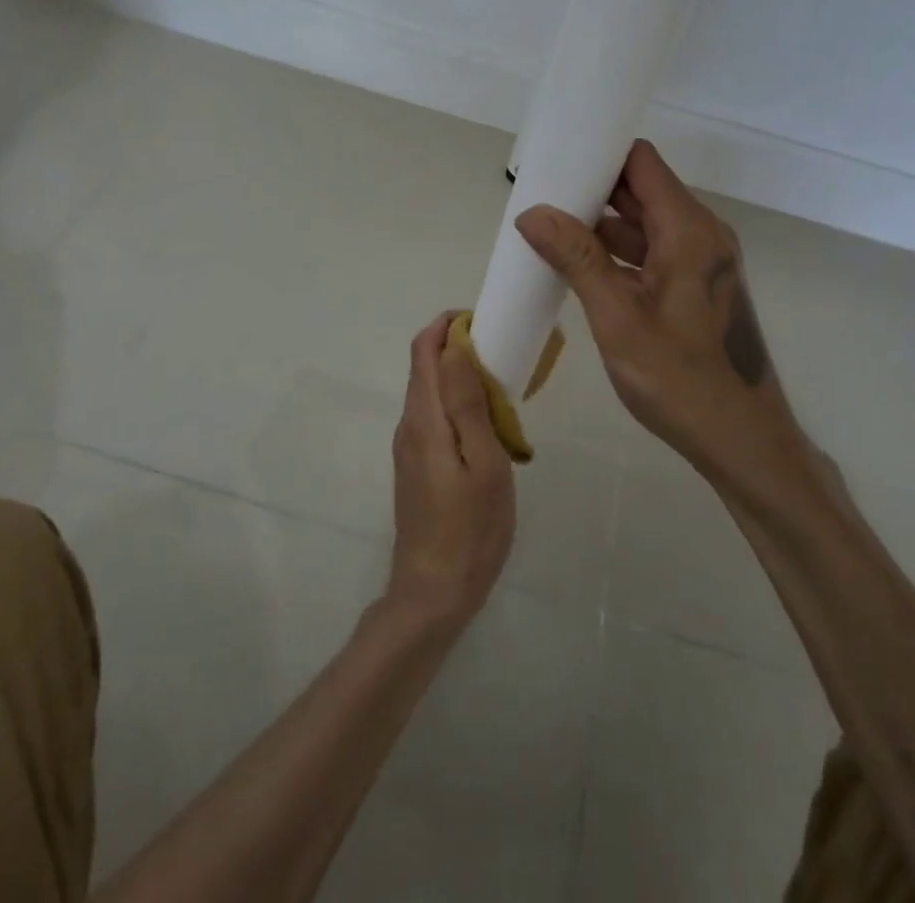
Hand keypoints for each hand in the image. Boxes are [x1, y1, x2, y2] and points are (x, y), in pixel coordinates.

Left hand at [385, 313, 515, 627]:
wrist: (433, 593)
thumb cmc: (469, 528)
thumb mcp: (483, 462)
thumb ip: (467, 402)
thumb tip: (455, 346)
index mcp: (424, 418)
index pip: (423, 349)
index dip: (447, 325)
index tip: (485, 321)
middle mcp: (410, 425)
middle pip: (425, 367)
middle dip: (458, 347)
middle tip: (504, 352)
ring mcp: (410, 447)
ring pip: (431, 393)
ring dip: (460, 376)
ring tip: (503, 386)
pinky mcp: (417, 466)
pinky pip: (435, 416)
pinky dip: (458, 403)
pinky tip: (488, 424)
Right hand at [515, 140, 791, 469]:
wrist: (743, 439)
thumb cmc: (680, 378)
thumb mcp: (617, 317)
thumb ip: (577, 258)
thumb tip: (532, 212)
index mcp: (688, 229)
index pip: (640, 162)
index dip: (599, 155)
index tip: (555, 163)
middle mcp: (701, 233)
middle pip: (641, 190)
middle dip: (591, 190)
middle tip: (540, 197)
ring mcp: (701, 260)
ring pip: (644, 223)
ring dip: (601, 225)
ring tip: (549, 230)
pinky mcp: (698, 284)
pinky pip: (653, 251)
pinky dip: (618, 252)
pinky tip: (580, 267)